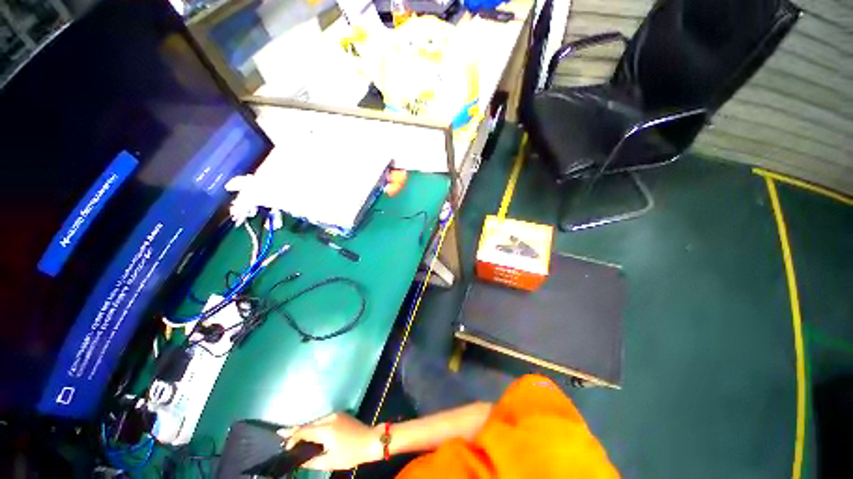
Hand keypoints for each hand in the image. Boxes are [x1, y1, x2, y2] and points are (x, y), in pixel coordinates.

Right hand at [279, 413, 381, 470]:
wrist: (370, 440)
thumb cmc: (351, 453)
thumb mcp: (330, 462)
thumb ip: (312, 461)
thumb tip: (299, 461)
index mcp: (326, 428)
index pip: (304, 430)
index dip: (292, 437)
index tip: (284, 445)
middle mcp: (329, 417)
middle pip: (309, 424)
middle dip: (296, 431)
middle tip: (282, 435)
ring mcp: (336, 414)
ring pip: (316, 421)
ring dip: (306, 429)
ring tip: (293, 436)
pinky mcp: (340, 414)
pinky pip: (323, 420)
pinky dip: (315, 426)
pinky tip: (310, 433)